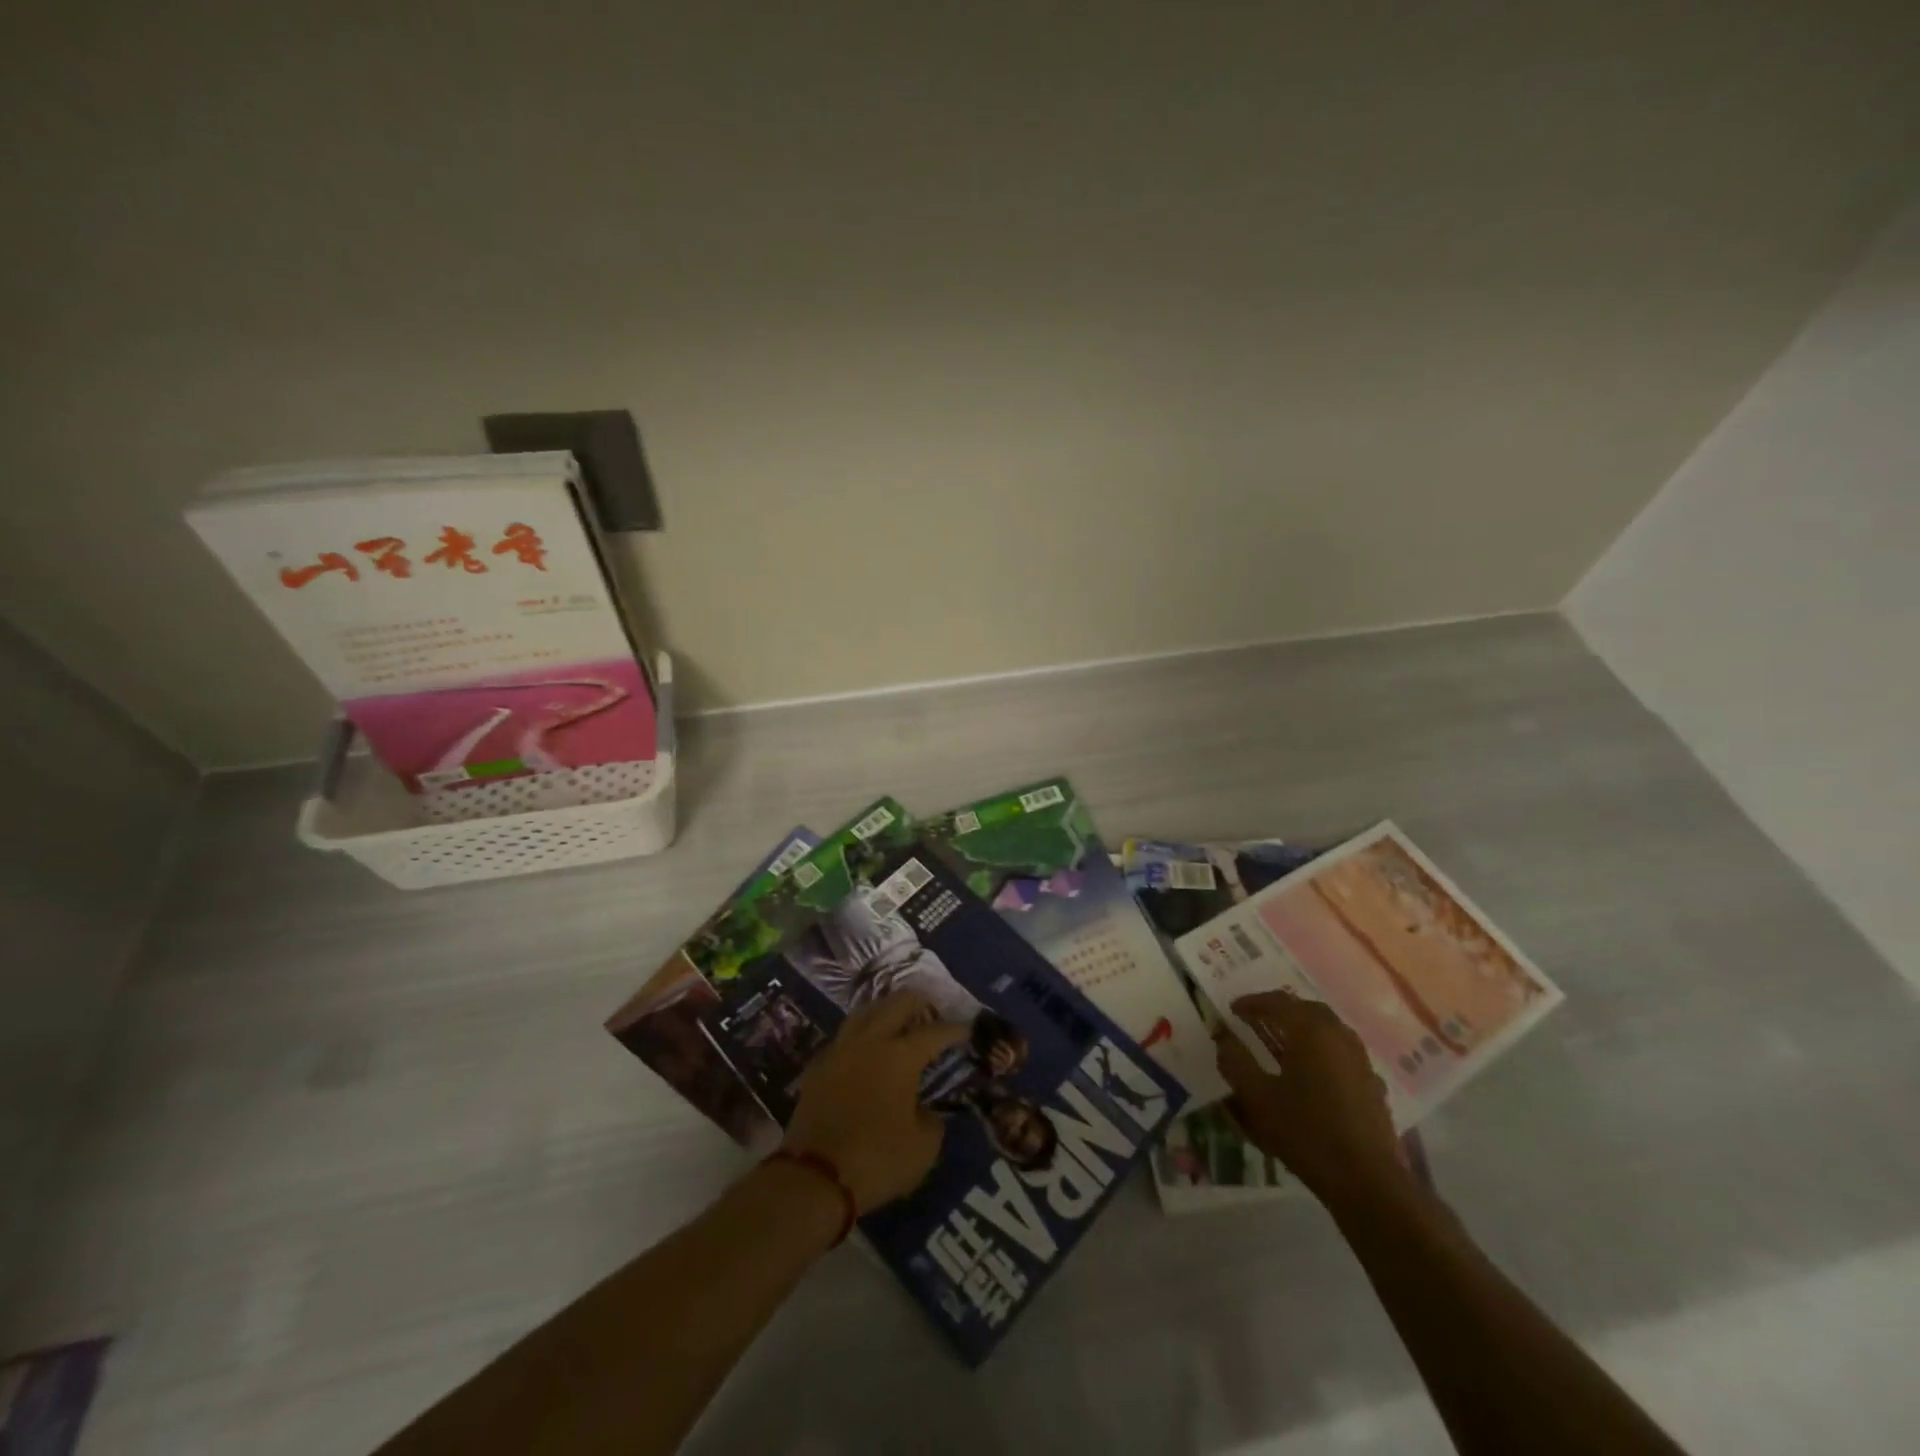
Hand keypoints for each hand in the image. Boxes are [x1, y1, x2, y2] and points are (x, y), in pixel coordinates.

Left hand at [782, 993, 966, 1212]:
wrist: (813, 1178)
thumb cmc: (876, 1160)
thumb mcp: (922, 1148)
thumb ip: (932, 1121)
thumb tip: (924, 1111)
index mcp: (900, 1056)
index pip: (934, 1032)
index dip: (954, 1030)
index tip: (966, 1030)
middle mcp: (870, 1042)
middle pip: (896, 1003)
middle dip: (918, 1004)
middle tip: (931, 1016)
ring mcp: (840, 1050)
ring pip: (865, 1012)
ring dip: (885, 1011)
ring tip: (898, 1024)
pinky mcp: (817, 1067)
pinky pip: (844, 1037)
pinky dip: (861, 1036)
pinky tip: (866, 1052)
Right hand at [1215, 990, 1406, 1206]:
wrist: (1366, 1180)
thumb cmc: (1305, 1132)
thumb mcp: (1258, 1097)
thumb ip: (1235, 1061)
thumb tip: (1221, 1035)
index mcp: (1311, 1031)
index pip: (1277, 1002)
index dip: (1252, 1003)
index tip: (1232, 1010)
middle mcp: (1339, 1036)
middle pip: (1306, 1009)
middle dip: (1279, 1010)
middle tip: (1256, 1019)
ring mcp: (1360, 1059)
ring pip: (1328, 1029)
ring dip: (1302, 1027)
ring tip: (1280, 1041)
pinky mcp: (1372, 1083)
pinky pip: (1341, 1051)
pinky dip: (1321, 1049)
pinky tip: (1311, 1071)